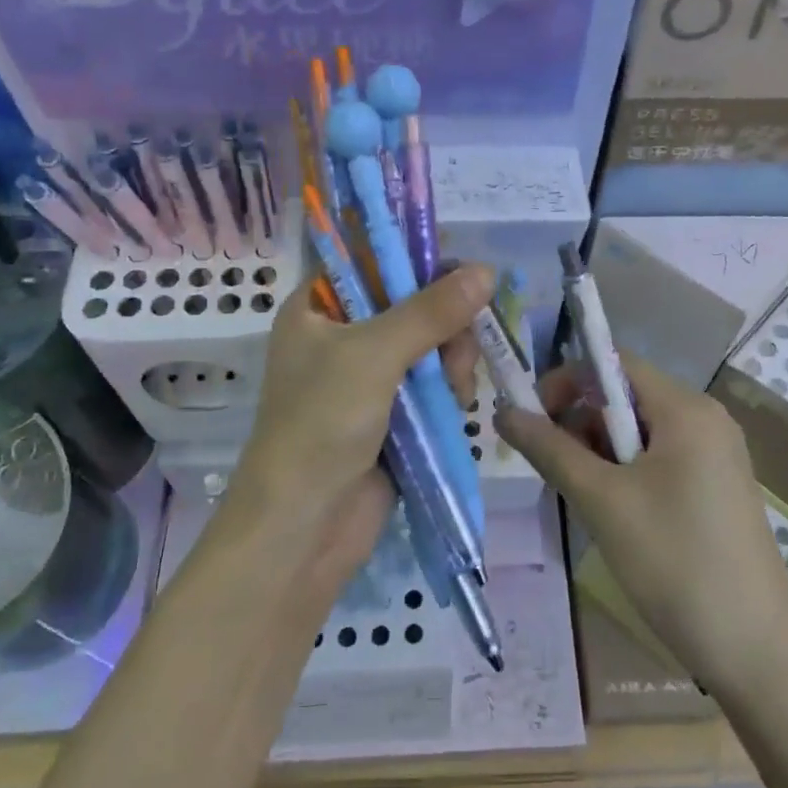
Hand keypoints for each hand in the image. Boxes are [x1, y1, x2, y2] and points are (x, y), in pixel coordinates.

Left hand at [223, 264, 490, 595]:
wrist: (302, 527)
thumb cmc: (321, 425)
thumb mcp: (373, 356)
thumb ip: (430, 311)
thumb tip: (486, 270)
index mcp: (317, 308)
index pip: (373, 260)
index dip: (418, 261)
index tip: (461, 277)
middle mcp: (341, 336)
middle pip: (412, 303)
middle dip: (445, 324)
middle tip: (456, 353)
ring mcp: (367, 378)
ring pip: (429, 345)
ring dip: (451, 361)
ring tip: (456, 391)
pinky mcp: (390, 415)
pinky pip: (431, 385)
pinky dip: (448, 391)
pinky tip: (457, 406)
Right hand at [497, 355, 787, 690]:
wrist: (755, 652)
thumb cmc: (674, 563)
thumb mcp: (602, 501)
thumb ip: (550, 449)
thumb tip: (503, 411)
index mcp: (686, 409)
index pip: (613, 363)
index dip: (565, 381)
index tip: (531, 421)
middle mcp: (706, 420)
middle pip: (625, 397)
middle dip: (581, 423)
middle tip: (556, 471)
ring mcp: (716, 456)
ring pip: (638, 432)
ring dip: (600, 454)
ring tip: (587, 501)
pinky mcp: (716, 489)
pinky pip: (659, 460)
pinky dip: (626, 474)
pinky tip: (616, 515)